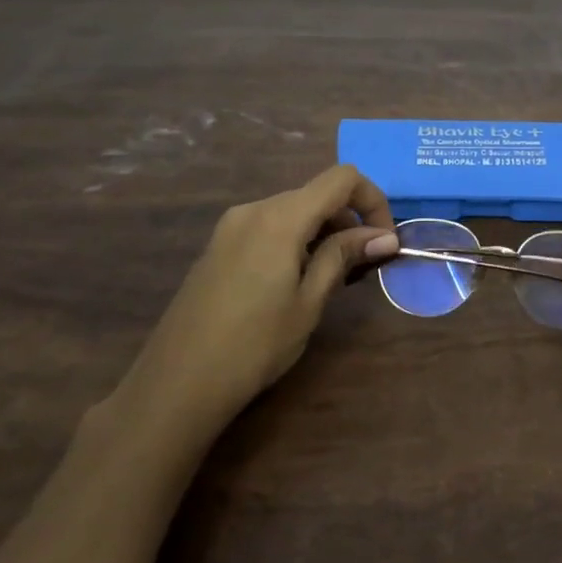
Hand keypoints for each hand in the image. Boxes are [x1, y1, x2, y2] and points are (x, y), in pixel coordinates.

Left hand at [110, 165, 398, 438]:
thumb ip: (344, 257)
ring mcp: (231, 226)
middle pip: (316, 194)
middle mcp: (254, 209)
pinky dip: (296, 240)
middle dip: (350, 220)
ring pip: (293, 210)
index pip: (341, 179)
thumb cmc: (254, 345)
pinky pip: (269, 227)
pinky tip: (298, 281)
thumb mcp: (309, 302)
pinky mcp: (219, 246)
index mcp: (280, 217)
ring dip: (324, 232)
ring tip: (334, 279)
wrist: (176, 384)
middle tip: (364, 267)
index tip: (384, 241)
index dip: (373, 200)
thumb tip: (385, 236)